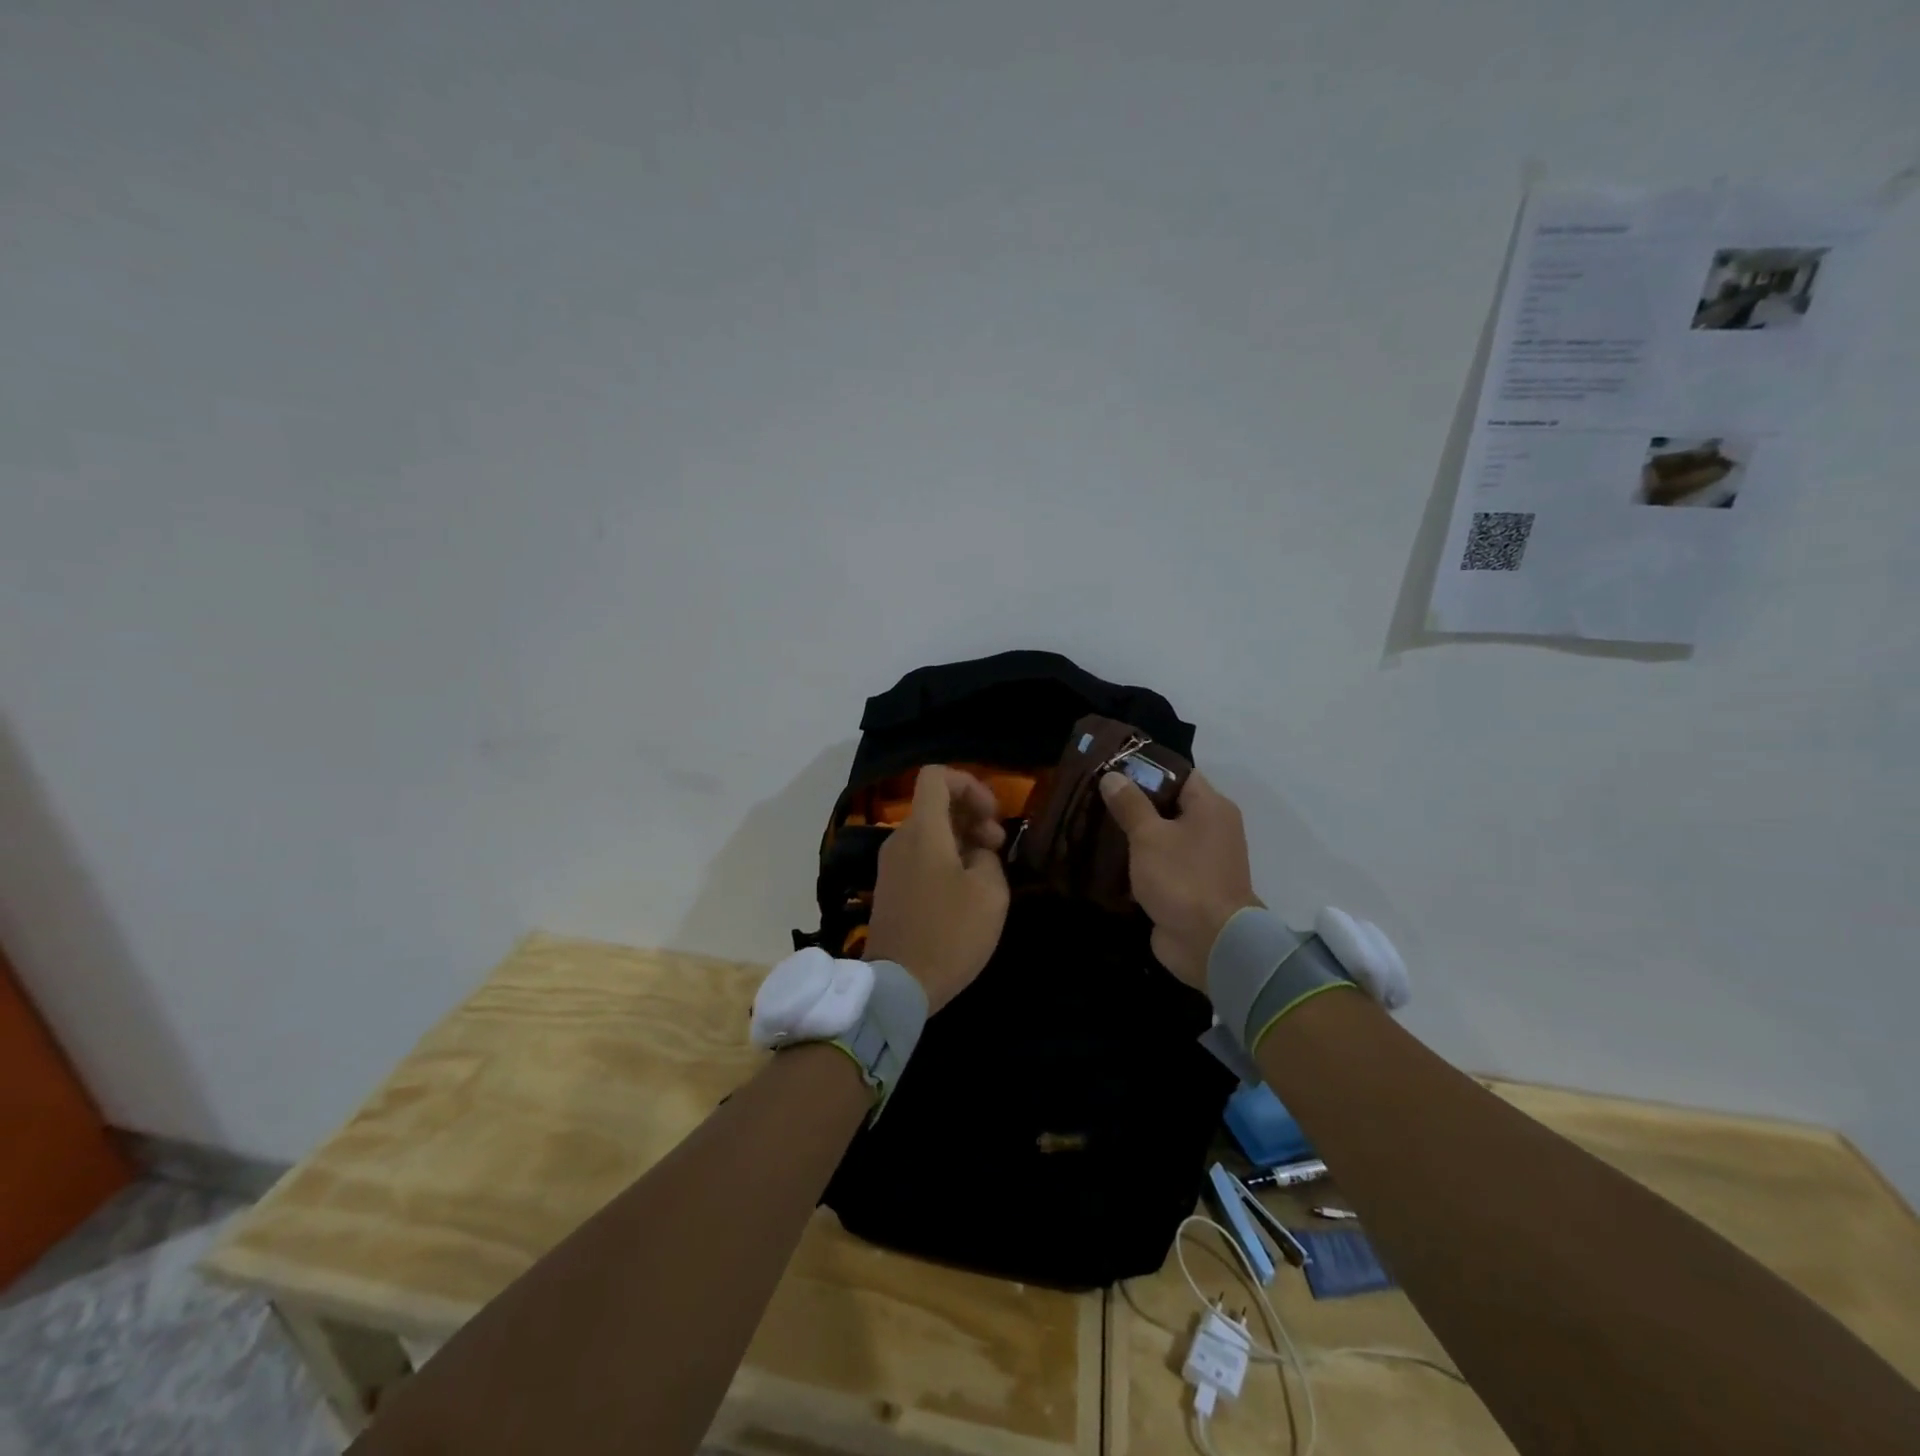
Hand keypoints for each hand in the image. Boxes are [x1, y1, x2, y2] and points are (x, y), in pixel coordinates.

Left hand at [865, 766, 1011, 1011]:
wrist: (898, 985)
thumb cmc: (949, 934)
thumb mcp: (990, 893)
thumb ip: (989, 858)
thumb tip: (977, 852)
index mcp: (923, 830)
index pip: (936, 776)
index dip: (969, 784)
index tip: (992, 814)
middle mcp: (900, 838)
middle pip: (935, 804)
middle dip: (972, 813)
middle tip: (998, 844)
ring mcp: (891, 864)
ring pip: (929, 831)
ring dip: (961, 838)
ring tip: (987, 868)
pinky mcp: (890, 887)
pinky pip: (920, 855)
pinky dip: (945, 857)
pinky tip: (965, 887)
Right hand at [1099, 769, 1260, 990]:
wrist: (1210, 943)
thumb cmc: (1182, 878)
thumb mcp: (1149, 836)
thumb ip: (1130, 805)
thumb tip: (1113, 776)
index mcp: (1211, 807)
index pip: (1178, 775)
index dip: (1146, 769)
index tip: (1112, 769)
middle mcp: (1211, 829)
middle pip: (1168, 806)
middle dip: (1133, 803)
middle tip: (1095, 797)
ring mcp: (1200, 861)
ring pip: (1161, 837)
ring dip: (1133, 835)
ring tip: (1094, 825)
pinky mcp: (1187, 887)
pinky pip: (1160, 865)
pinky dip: (1138, 862)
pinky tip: (1106, 860)